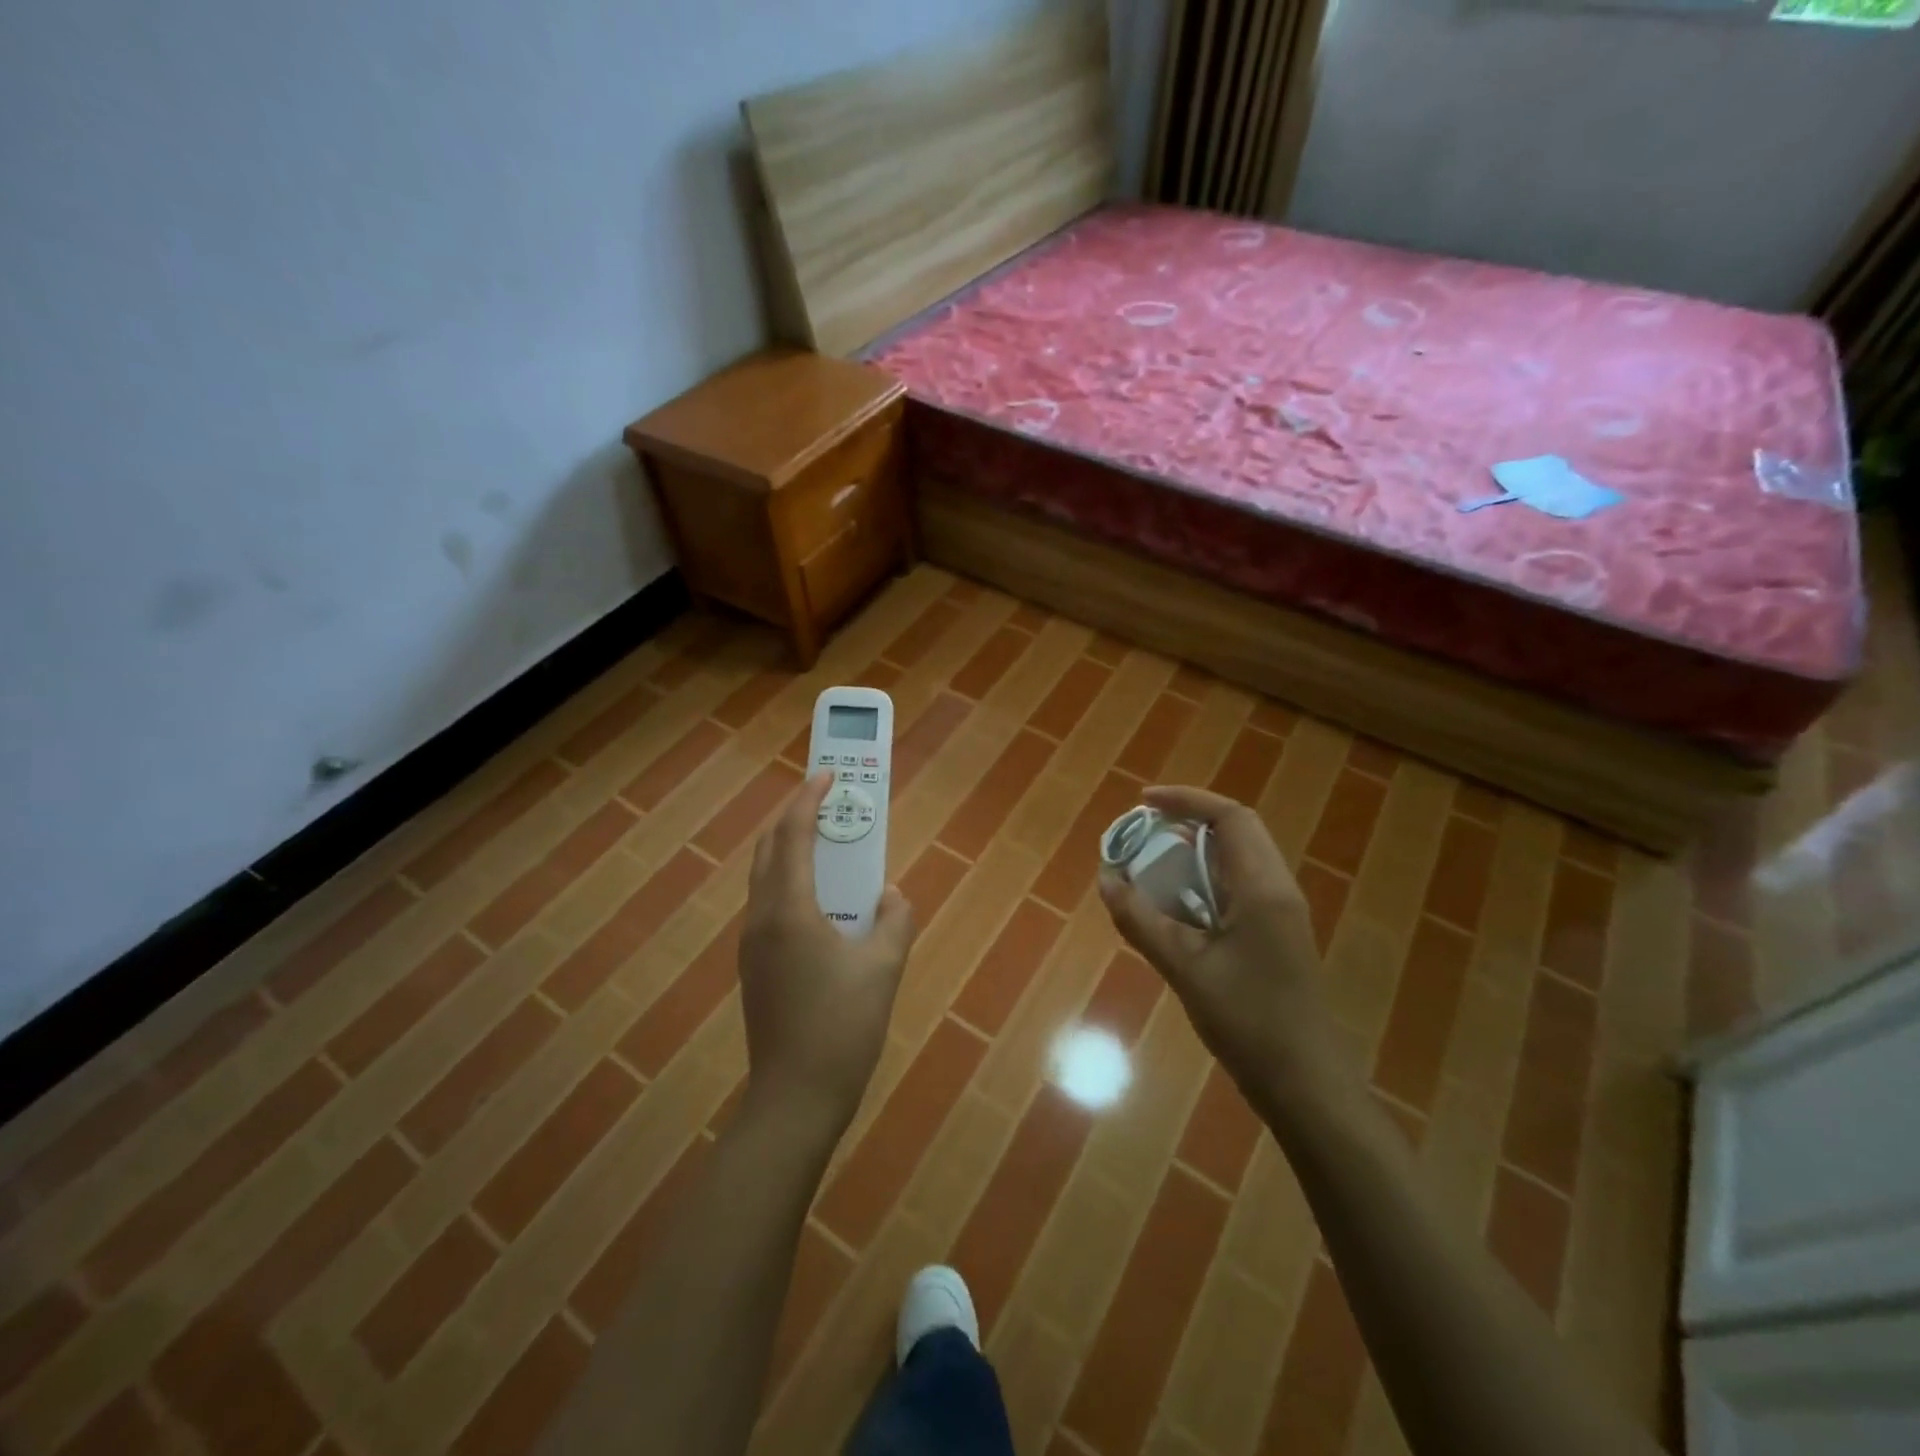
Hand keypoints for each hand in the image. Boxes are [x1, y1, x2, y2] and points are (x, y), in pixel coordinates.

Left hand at [738, 773, 915, 1133]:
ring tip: (826, 841)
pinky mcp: (755, 967)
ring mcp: (752, 944)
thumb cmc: (842, 1027)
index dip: (808, 800)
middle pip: (768, 849)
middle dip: (792, 817)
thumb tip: (892, 895)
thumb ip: (894, 920)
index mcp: (789, 910)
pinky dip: (790, 881)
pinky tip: (821, 898)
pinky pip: (769, 904)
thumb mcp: (883, 968)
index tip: (827, 775)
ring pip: (765, 878)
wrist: (795, 1099)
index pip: (792, 836)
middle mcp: (761, 918)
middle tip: (826, 800)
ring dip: (790, 849)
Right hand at [1099, 785, 1347, 1108]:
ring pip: (1238, 860)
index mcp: (1262, 888)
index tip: (1143, 802)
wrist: (1306, 1084)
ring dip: (1195, 852)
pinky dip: (1204, 881)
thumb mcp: (1184, 968)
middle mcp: (1277, 889)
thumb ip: (1141, 920)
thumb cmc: (1248, 1022)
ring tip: (1152, 863)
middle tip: (1143, 832)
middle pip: (1236, 831)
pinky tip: (1175, 906)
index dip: (1186, 800)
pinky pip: (1238, 887)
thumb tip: (1106, 879)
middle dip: (1188, 821)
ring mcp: (1280, 913)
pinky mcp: (1276, 935)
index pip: (1229, 817)